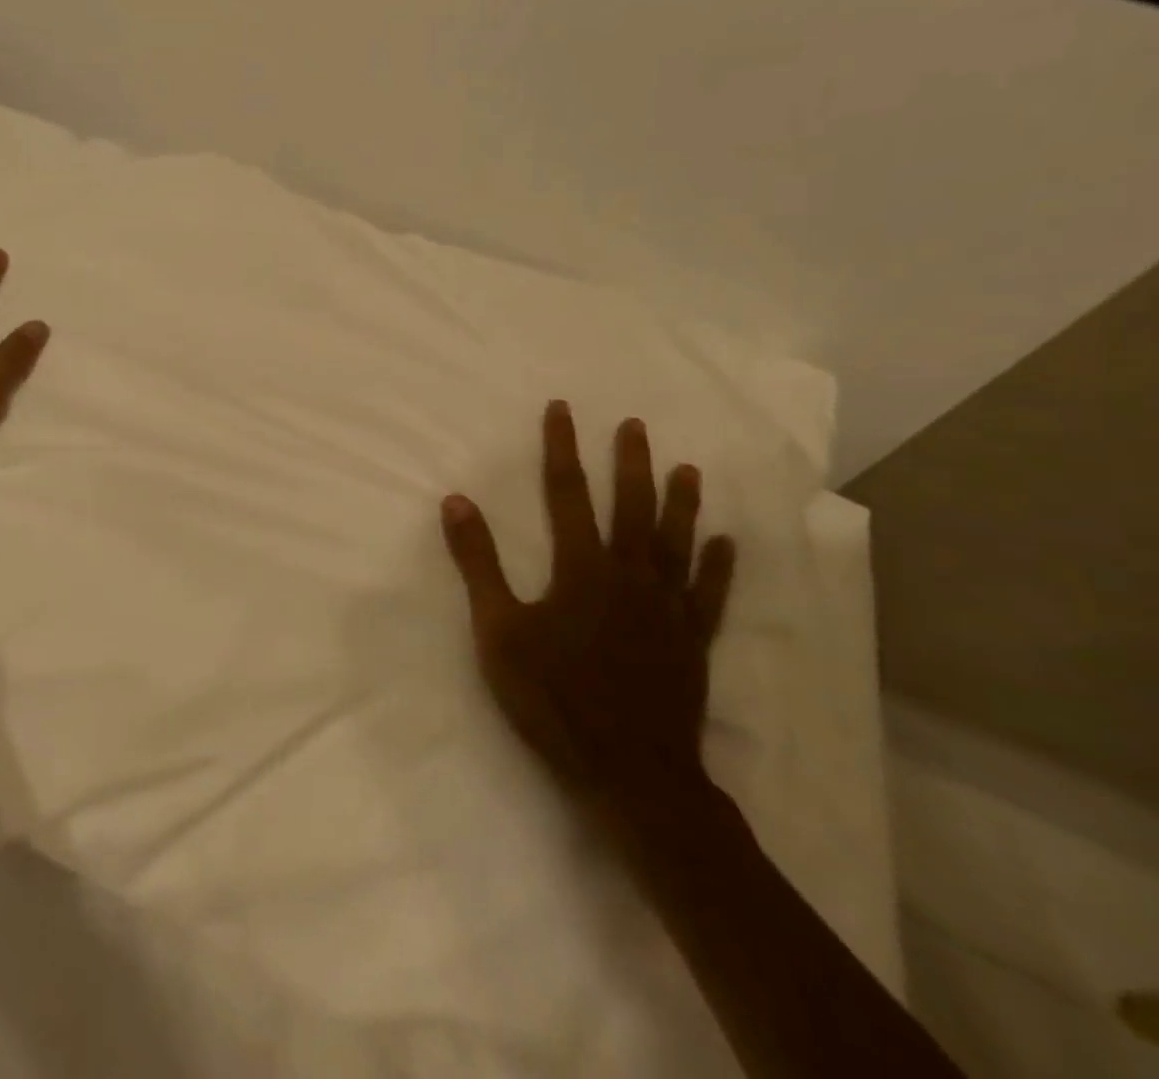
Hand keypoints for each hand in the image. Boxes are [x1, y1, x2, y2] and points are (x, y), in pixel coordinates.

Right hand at [440, 402, 734, 817]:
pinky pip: (708, 595)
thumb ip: (478, 563)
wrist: (629, 771)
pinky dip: (717, 567)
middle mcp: (630, 576)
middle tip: (634, 424)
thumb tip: (456, 501)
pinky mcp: (691, 641)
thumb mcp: (498, 630)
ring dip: (681, 503)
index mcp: (581, 569)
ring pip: (677, 543)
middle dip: (629, 463)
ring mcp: (667, 609)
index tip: (562, 410)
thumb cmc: (553, 697)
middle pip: (631, 508)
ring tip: (688, 469)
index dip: (562, 448)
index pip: (567, 494)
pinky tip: (725, 543)